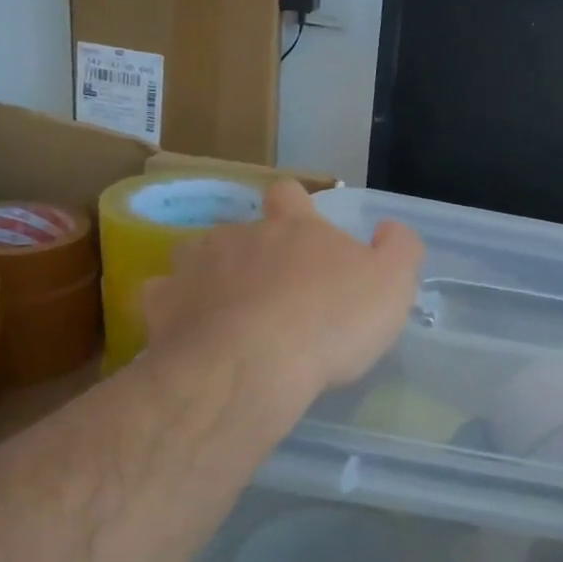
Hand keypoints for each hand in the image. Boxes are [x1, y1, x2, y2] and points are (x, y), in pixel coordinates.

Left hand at [141, 181, 423, 402]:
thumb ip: (399, 248)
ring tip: (230, 311)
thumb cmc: (331, 321)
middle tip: (276, 289)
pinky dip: (178, 310)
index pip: (290, 194)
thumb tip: (390, 228)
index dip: (296, 207)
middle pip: (242, 229)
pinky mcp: (162, 306)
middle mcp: (240, 235)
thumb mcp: (393, 283)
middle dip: (255, 251)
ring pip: (198, 257)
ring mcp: (195, 267)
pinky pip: (165, 298)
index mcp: (295, 226)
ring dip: (213, 276)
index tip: (305, 232)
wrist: (251, 367)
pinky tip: (192, 333)